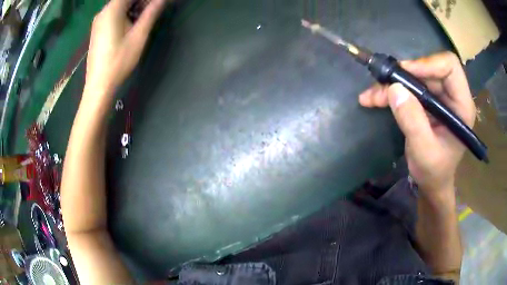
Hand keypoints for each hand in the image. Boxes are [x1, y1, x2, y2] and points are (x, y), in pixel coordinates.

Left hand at [85, 0, 167, 95]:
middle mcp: (103, 12)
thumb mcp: (139, 35)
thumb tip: (162, 0)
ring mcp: (98, 22)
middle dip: (141, 2)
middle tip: (154, 9)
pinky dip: (125, 15)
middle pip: (124, 0)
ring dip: (134, 8)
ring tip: (145, 18)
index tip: (156, 4)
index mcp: (112, 10)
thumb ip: (151, 13)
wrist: (99, 86)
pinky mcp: (97, 31)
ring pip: (119, 7)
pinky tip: (131, 25)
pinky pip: (113, 16)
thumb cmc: (119, 61)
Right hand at [358, 52, 475, 198]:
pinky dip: (391, 91)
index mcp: (461, 105)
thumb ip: (413, 122)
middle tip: (382, 85)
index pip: (449, 67)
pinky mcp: (428, 100)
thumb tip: (394, 89)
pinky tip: (375, 99)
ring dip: (392, 84)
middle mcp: (452, 95)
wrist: (432, 181)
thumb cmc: (434, 171)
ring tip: (371, 97)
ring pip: (415, 76)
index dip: (428, 64)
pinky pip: (409, 86)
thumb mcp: (424, 151)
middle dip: (404, 76)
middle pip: (428, 68)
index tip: (405, 73)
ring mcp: (440, 96)